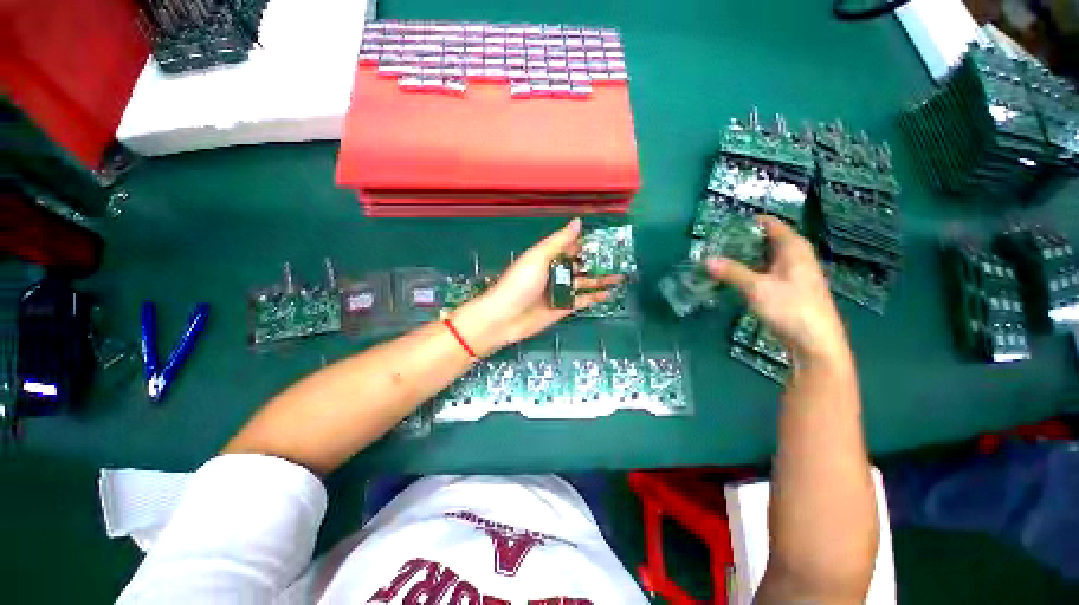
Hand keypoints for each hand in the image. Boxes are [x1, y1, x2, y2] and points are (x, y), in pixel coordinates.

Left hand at [451, 218, 623, 355]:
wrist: (505, 318)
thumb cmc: (520, 283)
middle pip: (581, 265)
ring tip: (621, 276)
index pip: (571, 247)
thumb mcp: (538, 257)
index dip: (588, 243)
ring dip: (601, 280)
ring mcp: (560, 291)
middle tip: (621, 259)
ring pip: (584, 283)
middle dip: (599, 262)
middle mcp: (556, 272)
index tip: (608, 239)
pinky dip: (595, 297)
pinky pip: (582, 301)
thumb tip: (579, 221)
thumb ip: (559, 241)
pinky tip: (610, 294)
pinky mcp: (563, 308)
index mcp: (548, 257)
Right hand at [706, 216, 849, 364]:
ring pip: (766, 258)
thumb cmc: (791, 309)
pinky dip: (750, 271)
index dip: (750, 221)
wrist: (815, 344)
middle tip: (715, 242)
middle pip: (767, 241)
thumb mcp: (757, 288)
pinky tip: (734, 277)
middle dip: (743, 240)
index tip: (725, 223)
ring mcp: (793, 275)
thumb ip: (732, 272)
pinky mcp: (788, 291)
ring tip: (719, 257)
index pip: (772, 224)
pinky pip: (766, 272)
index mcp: (794, 249)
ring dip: (744, 257)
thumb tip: (707, 260)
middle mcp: (796, 258)